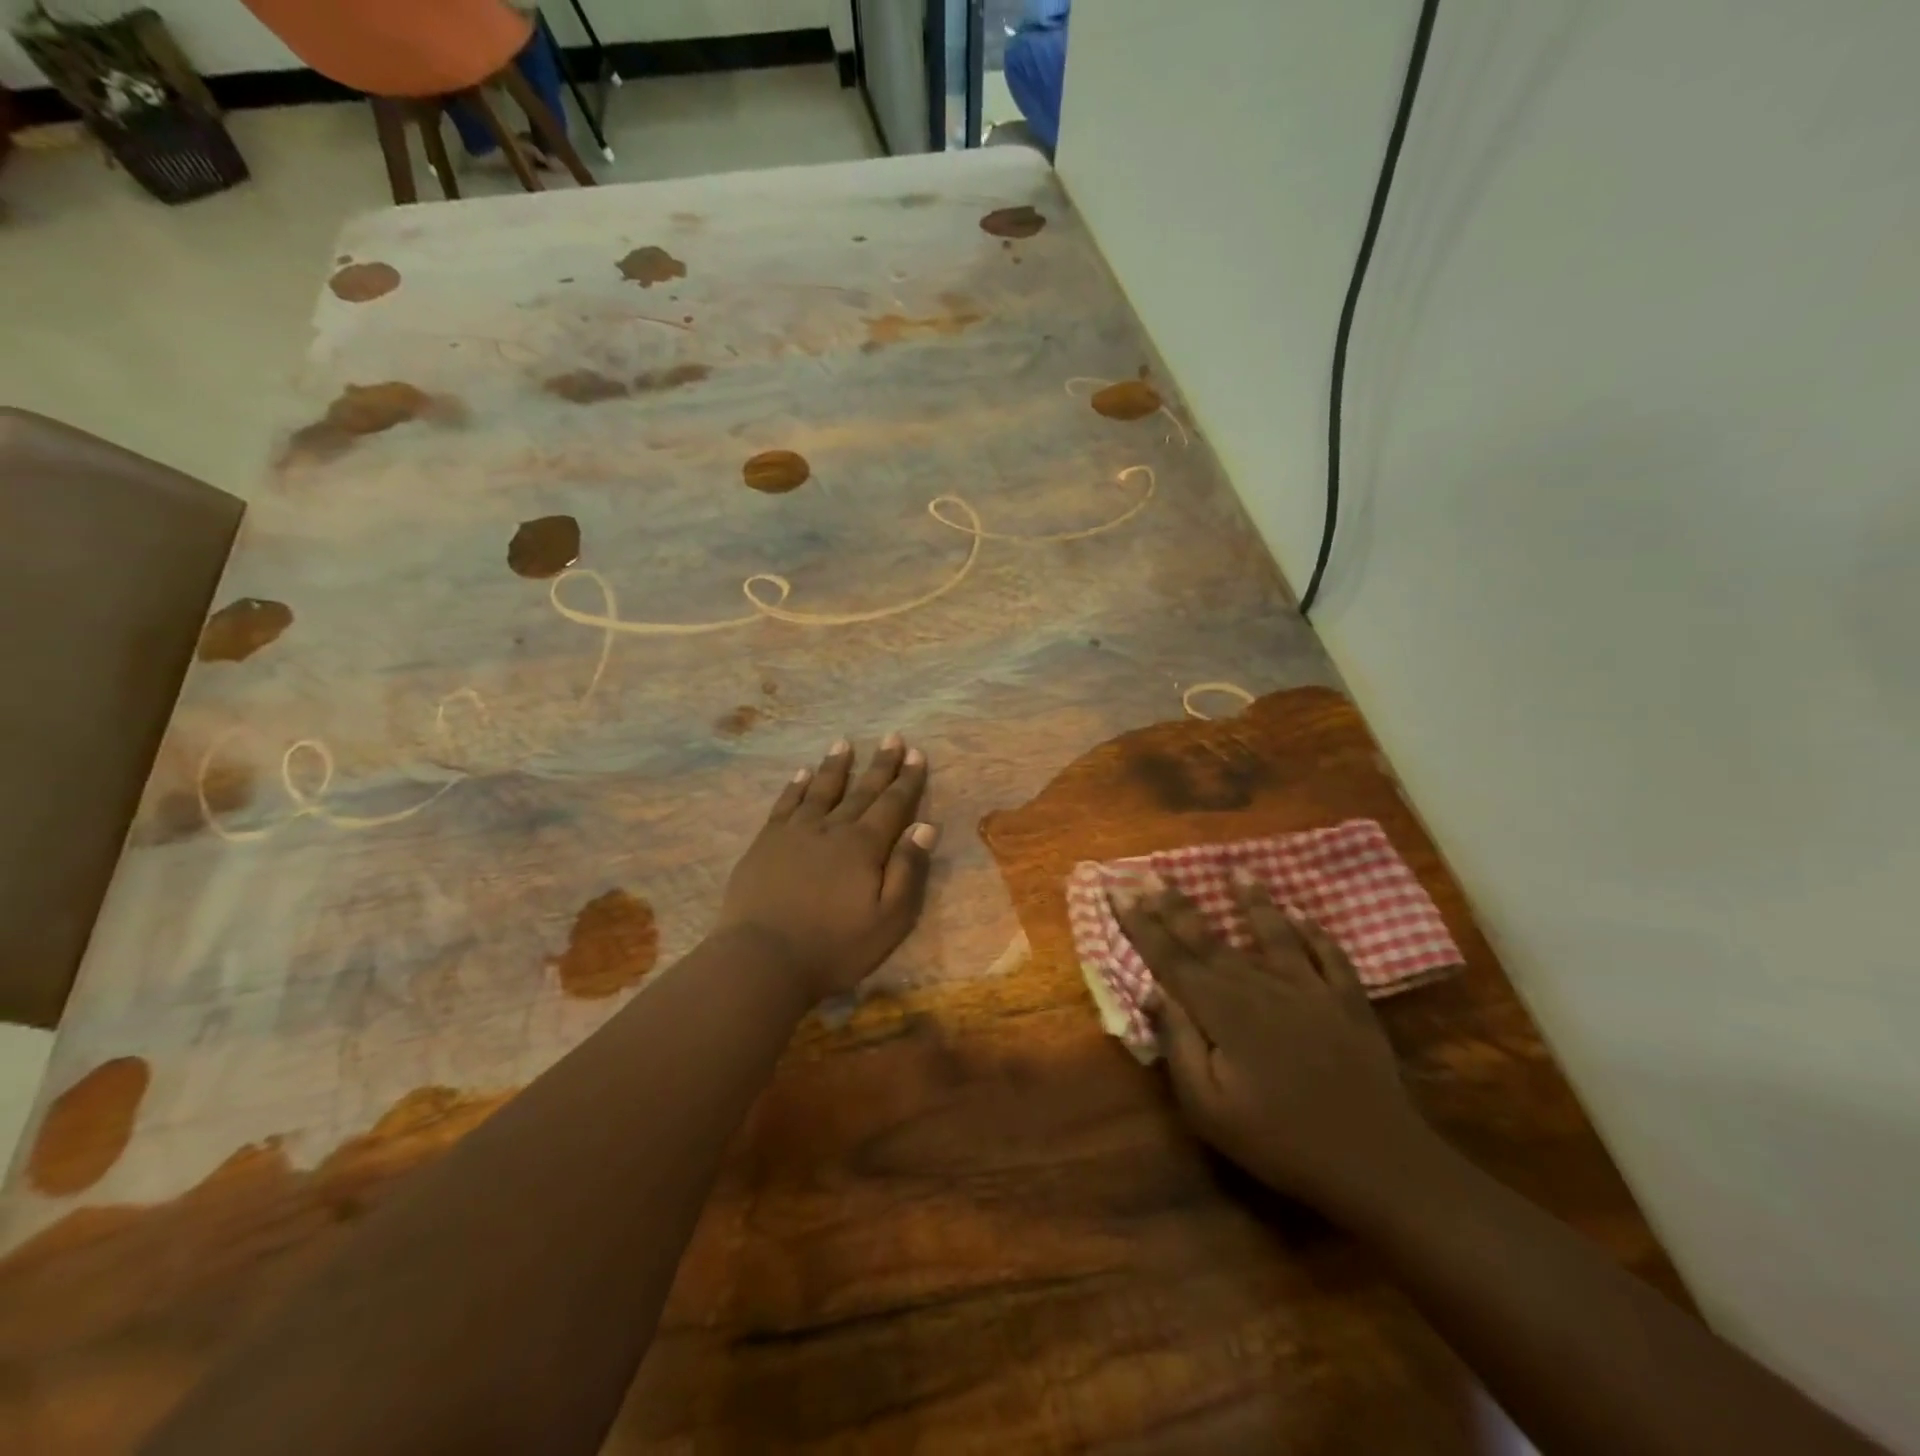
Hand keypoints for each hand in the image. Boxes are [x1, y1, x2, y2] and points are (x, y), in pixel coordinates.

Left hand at [717, 735, 937, 1002]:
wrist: (763, 959)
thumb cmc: (834, 947)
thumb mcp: (889, 919)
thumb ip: (907, 870)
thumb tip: (925, 826)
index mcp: (864, 846)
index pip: (893, 804)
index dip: (907, 779)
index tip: (916, 753)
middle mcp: (832, 829)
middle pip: (861, 791)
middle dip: (880, 764)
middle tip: (892, 737)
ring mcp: (795, 833)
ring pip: (821, 790)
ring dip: (836, 766)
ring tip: (844, 743)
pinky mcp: (766, 843)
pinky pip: (785, 804)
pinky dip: (796, 787)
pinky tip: (802, 774)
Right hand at [1111, 873, 1431, 1220]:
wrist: (1376, 1161)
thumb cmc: (1279, 1140)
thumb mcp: (1209, 1108)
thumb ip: (1178, 1045)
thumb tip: (1156, 993)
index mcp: (1221, 1010)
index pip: (1170, 957)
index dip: (1141, 924)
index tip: (1119, 891)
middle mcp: (1259, 985)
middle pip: (1209, 938)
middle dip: (1175, 905)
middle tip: (1152, 873)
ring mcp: (1308, 988)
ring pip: (1272, 933)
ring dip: (1252, 900)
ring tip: (1237, 870)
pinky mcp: (1347, 1000)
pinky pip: (1328, 954)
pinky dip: (1314, 932)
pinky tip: (1303, 915)